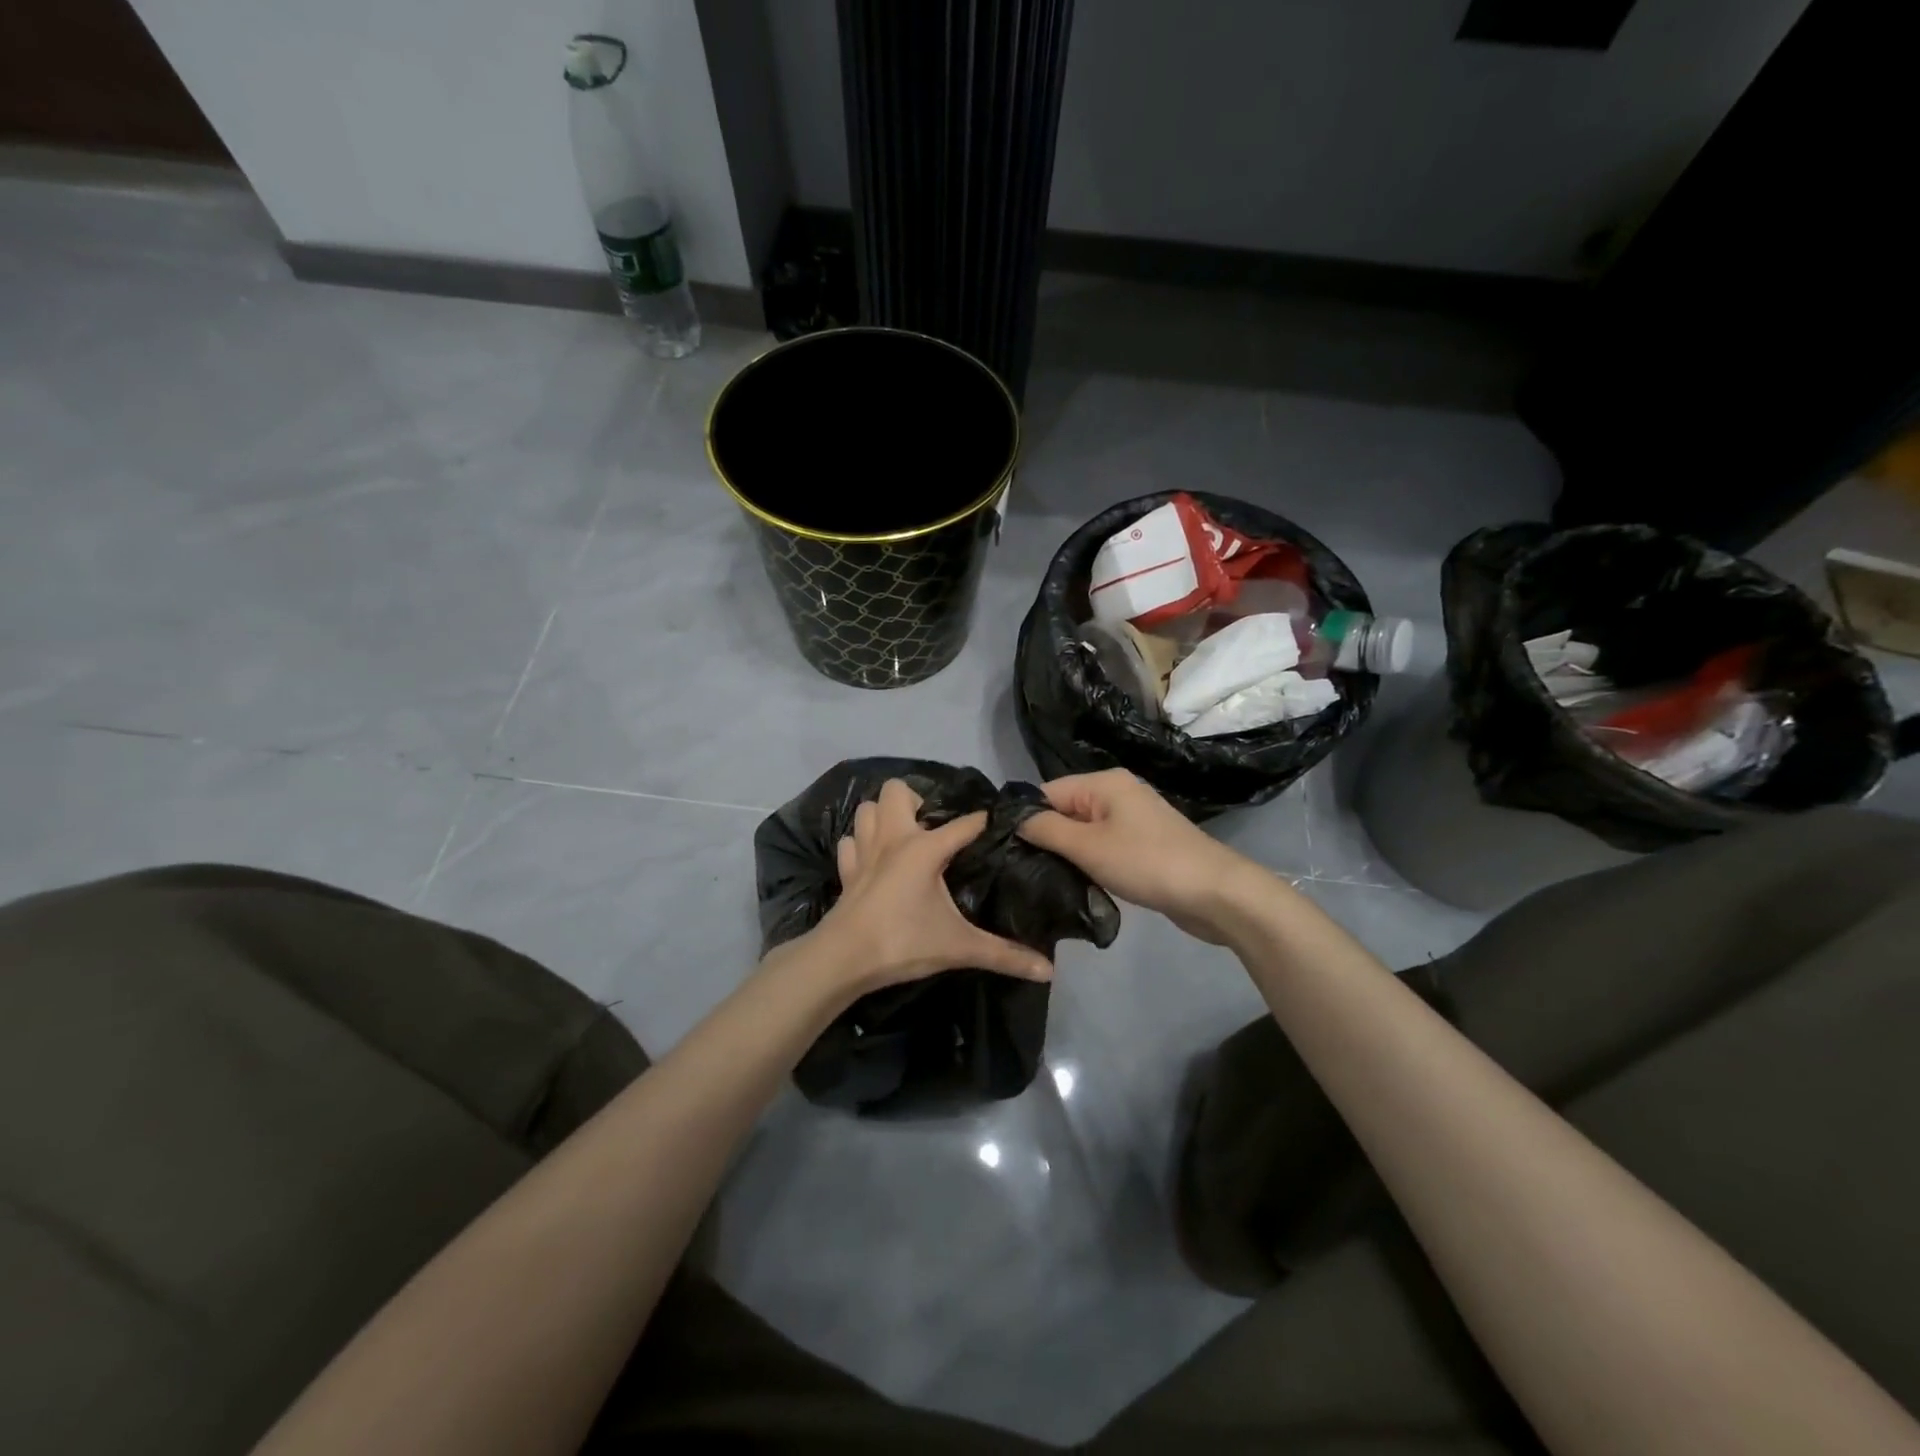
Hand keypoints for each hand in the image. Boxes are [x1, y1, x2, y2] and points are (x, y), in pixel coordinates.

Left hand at [798, 779, 1052, 994]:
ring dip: (884, 815)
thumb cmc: (903, 943)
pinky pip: (851, 841)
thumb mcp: (959, 947)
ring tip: (904, 834)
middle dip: (916, 800)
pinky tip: (875, 858)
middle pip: (897, 791)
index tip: (1000, 823)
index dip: (983, 821)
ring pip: (868, 809)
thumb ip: (1004, 955)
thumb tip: (1049, 970)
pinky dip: (861, 842)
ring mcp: (864, 851)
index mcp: (924, 848)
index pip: (964, 824)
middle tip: (934, 827)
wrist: (842, 960)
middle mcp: (892, 838)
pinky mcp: (846, 870)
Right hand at [1017, 769, 1269, 943]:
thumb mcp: (1088, 847)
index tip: (1005, 850)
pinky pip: (1103, 846)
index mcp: (1104, 783)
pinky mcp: (1143, 844)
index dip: (1025, 819)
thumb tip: (1013, 819)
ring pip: (1084, 832)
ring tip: (1046, 879)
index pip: (1047, 792)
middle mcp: (1117, 792)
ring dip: (1068, 854)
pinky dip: (1090, 862)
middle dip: (1046, 838)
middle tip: (1023, 870)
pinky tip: (1079, 883)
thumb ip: (1046, 829)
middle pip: (1065, 810)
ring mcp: (1133, 819)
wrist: (1214, 893)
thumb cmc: (1147, 863)